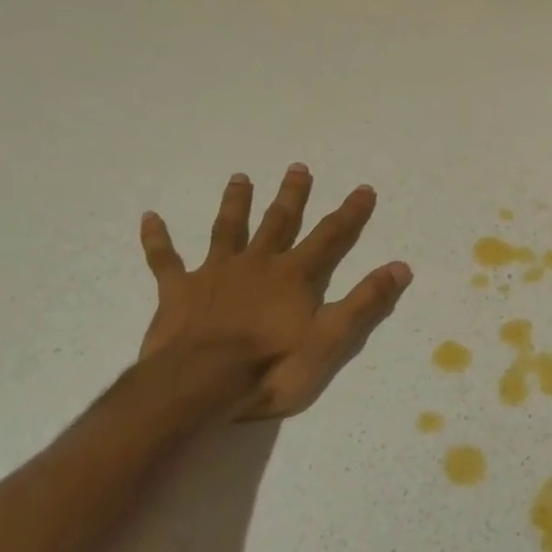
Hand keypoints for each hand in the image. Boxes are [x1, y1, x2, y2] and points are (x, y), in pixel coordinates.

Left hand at [136, 165, 412, 417]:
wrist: (200, 383)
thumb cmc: (271, 366)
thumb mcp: (331, 339)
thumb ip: (364, 302)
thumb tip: (401, 266)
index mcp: (294, 275)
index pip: (330, 236)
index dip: (350, 213)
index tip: (363, 189)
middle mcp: (257, 263)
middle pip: (279, 221)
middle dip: (292, 195)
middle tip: (298, 167)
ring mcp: (215, 273)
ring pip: (228, 229)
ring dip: (235, 203)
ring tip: (240, 177)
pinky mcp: (178, 290)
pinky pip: (165, 260)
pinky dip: (158, 239)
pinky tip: (150, 217)